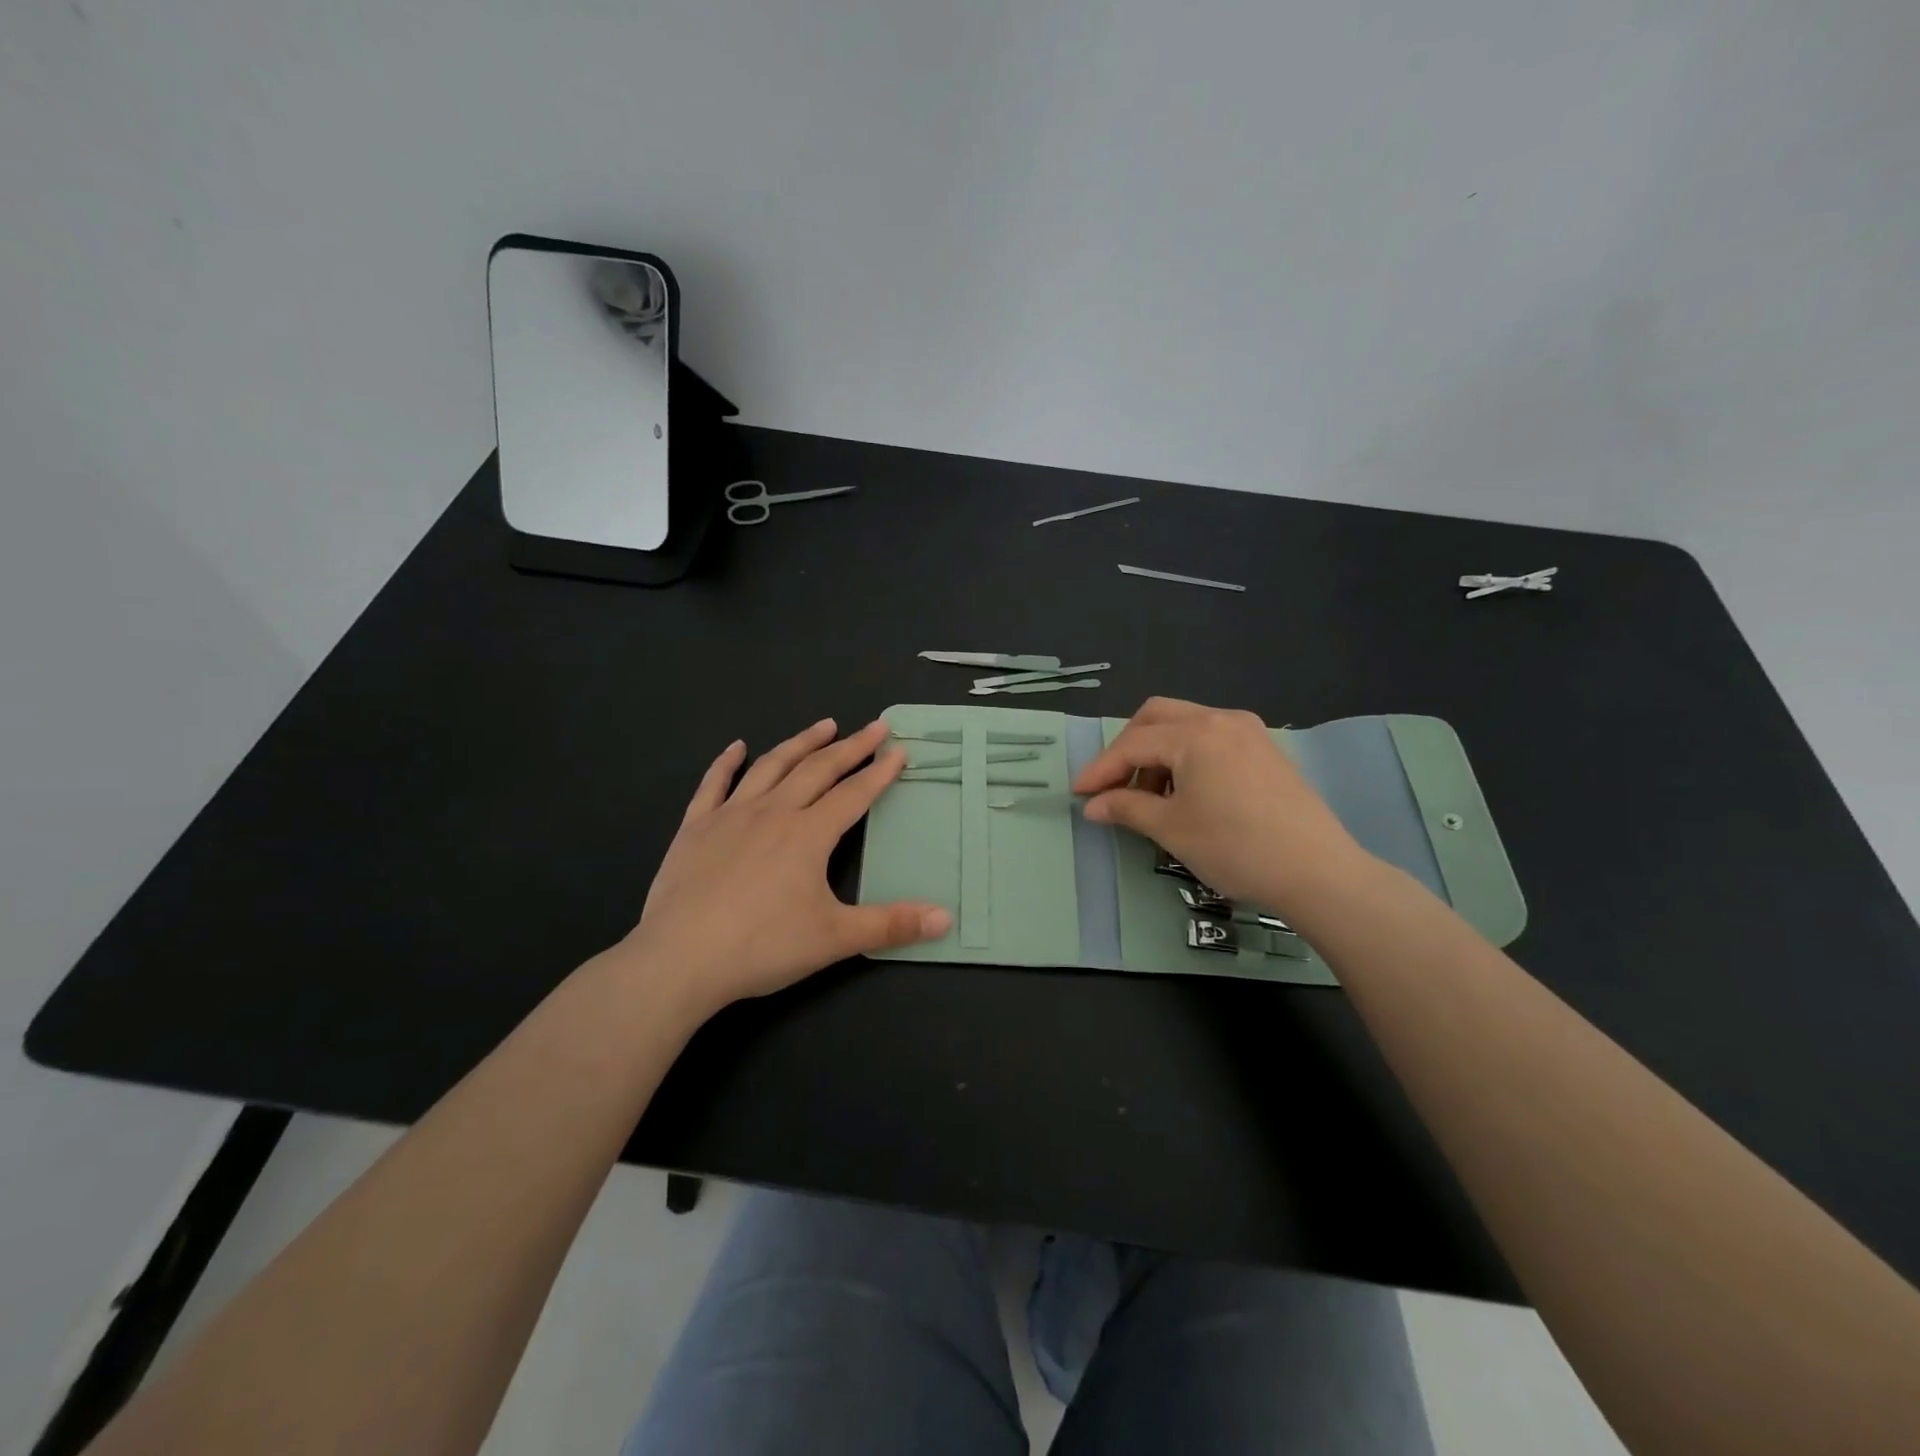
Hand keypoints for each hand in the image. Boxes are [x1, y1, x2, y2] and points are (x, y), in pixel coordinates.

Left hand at [614, 718, 948, 1018]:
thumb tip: (946, 918)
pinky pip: (713, 785)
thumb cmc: (762, 946)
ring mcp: (730, 816)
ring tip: (824, 724)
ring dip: (801, 743)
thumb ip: (891, 925)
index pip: (854, 794)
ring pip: (772, 766)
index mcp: (809, 834)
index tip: (900, 749)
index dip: (880, 772)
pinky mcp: (695, 828)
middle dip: (850, 746)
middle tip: (874, 726)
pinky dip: (726, 762)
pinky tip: (736, 747)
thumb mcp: (835, 938)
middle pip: (818, 770)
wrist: (679, 959)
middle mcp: (773, 813)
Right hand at [1072, 697, 1371, 914]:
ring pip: (1185, 725)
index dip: (1100, 769)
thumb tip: (1093, 806)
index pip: (1133, 744)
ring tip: (1153, 798)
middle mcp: (1221, 719)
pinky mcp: (1265, 749)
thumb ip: (1127, 808)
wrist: (1317, 872)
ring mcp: (1248, 731)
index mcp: (1195, 734)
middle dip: (1128, 748)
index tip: (1078, 794)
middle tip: (1115, 786)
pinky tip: (1187, 792)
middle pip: (1157, 716)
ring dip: (1158, 752)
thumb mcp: (1172, 828)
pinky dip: (1186, 756)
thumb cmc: (1235, 848)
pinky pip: (1211, 737)